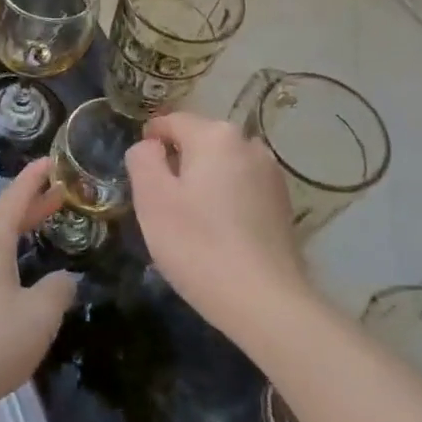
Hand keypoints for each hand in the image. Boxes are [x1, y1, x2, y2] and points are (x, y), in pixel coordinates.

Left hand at [0, 159, 77, 418]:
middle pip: (2, 218)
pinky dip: (1, 258)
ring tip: (39, 234)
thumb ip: (57, 292)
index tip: (50, 160)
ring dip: (15, 235)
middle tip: (59, 198)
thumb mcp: (38, 318)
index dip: (36, 178)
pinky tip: (13, 278)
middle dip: (31, 208)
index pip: (16, 197)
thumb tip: (63, 279)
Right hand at [125, 112, 309, 337]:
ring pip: (221, 166)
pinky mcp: (282, 204)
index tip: (138, 173)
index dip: (149, 142)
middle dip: (177, 163)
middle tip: (160, 203)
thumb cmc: (197, 244)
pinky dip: (223, 200)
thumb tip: (150, 146)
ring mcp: (271, 174)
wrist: (263, 300)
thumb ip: (142, 159)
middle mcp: (249, 144)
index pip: (171, 121)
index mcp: (215, 135)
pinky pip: (240, 188)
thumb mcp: (152, 198)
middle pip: (199, 141)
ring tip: (188, 220)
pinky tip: (216, 233)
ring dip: (201, 182)